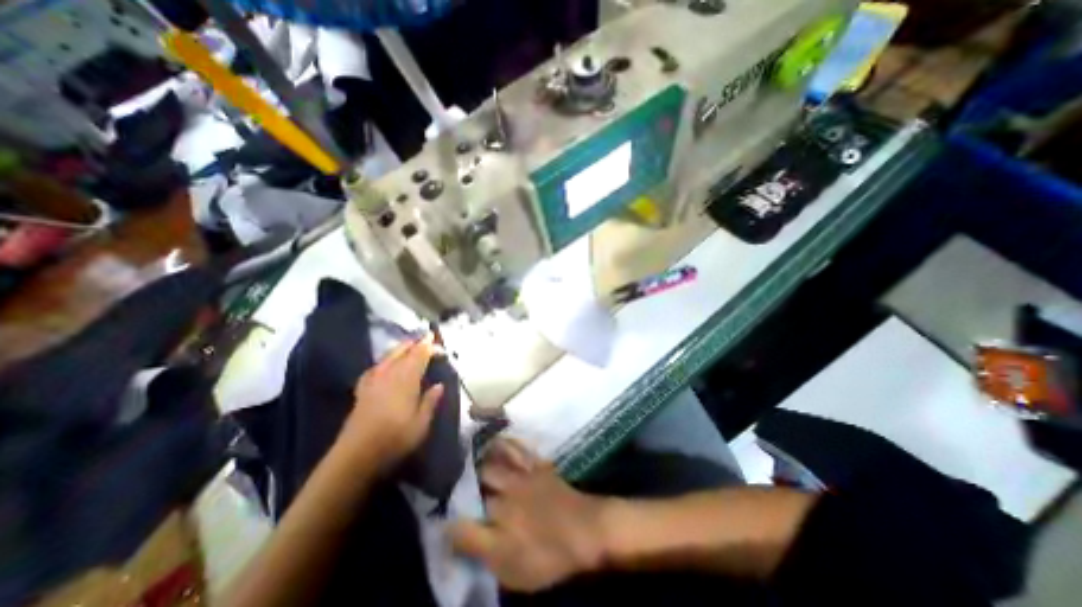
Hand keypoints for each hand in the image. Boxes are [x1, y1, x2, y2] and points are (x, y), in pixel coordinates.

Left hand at [337, 337, 441, 469]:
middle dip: (415, 343)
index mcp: (406, 381)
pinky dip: (382, 362)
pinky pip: (374, 368)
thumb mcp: (421, 424)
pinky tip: (383, 365)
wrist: (354, 457)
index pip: (419, 356)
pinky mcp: (362, 391)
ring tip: (409, 344)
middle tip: (426, 338)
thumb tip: (439, 385)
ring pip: (387, 357)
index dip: (429, 347)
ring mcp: (373, 382)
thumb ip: (430, 402)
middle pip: (402, 353)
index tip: (438, 343)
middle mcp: (389, 376)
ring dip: (400, 348)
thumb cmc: (394, 440)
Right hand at [444, 440, 604, 590]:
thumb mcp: (507, 564)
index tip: (443, 501)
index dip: (453, 501)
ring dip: (486, 450)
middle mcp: (508, 487)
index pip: (467, 503)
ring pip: (500, 455)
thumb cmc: (547, 553)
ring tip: (474, 447)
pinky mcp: (541, 467)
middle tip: (457, 472)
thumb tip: (446, 527)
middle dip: (468, 472)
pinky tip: (503, 439)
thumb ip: (475, 544)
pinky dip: (510, 442)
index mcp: (497, 511)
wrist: (587, 531)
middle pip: (483, 473)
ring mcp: (526, 474)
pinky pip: (522, 449)